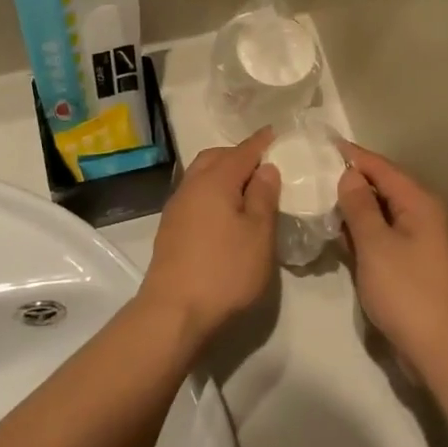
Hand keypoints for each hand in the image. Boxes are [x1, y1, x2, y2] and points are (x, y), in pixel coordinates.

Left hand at [139, 129, 281, 341]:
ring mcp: (176, 208)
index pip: (243, 151)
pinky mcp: (170, 229)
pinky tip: (225, 213)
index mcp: (215, 180)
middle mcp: (191, 186)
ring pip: (202, 176)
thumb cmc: (224, 271)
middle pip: (216, 158)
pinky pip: (195, 195)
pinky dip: (213, 192)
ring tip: (247, 189)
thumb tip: (266, 169)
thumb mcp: (258, 234)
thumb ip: (264, 197)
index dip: (262, 142)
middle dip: (238, 155)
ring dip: (223, 174)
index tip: (276, 133)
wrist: (173, 313)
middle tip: (263, 165)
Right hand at [336, 141, 447, 383]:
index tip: (320, 145)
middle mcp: (422, 214)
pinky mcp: (411, 263)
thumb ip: (359, 206)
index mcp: (418, 202)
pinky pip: (382, 234)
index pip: (381, 167)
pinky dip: (361, 229)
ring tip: (318, 196)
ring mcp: (418, 240)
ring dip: (354, 206)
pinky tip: (337, 231)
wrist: (442, 348)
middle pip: (383, 186)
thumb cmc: (407, 291)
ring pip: (381, 211)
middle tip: (312, 172)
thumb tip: (349, 175)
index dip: (351, 155)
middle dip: (350, 179)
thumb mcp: (376, 244)